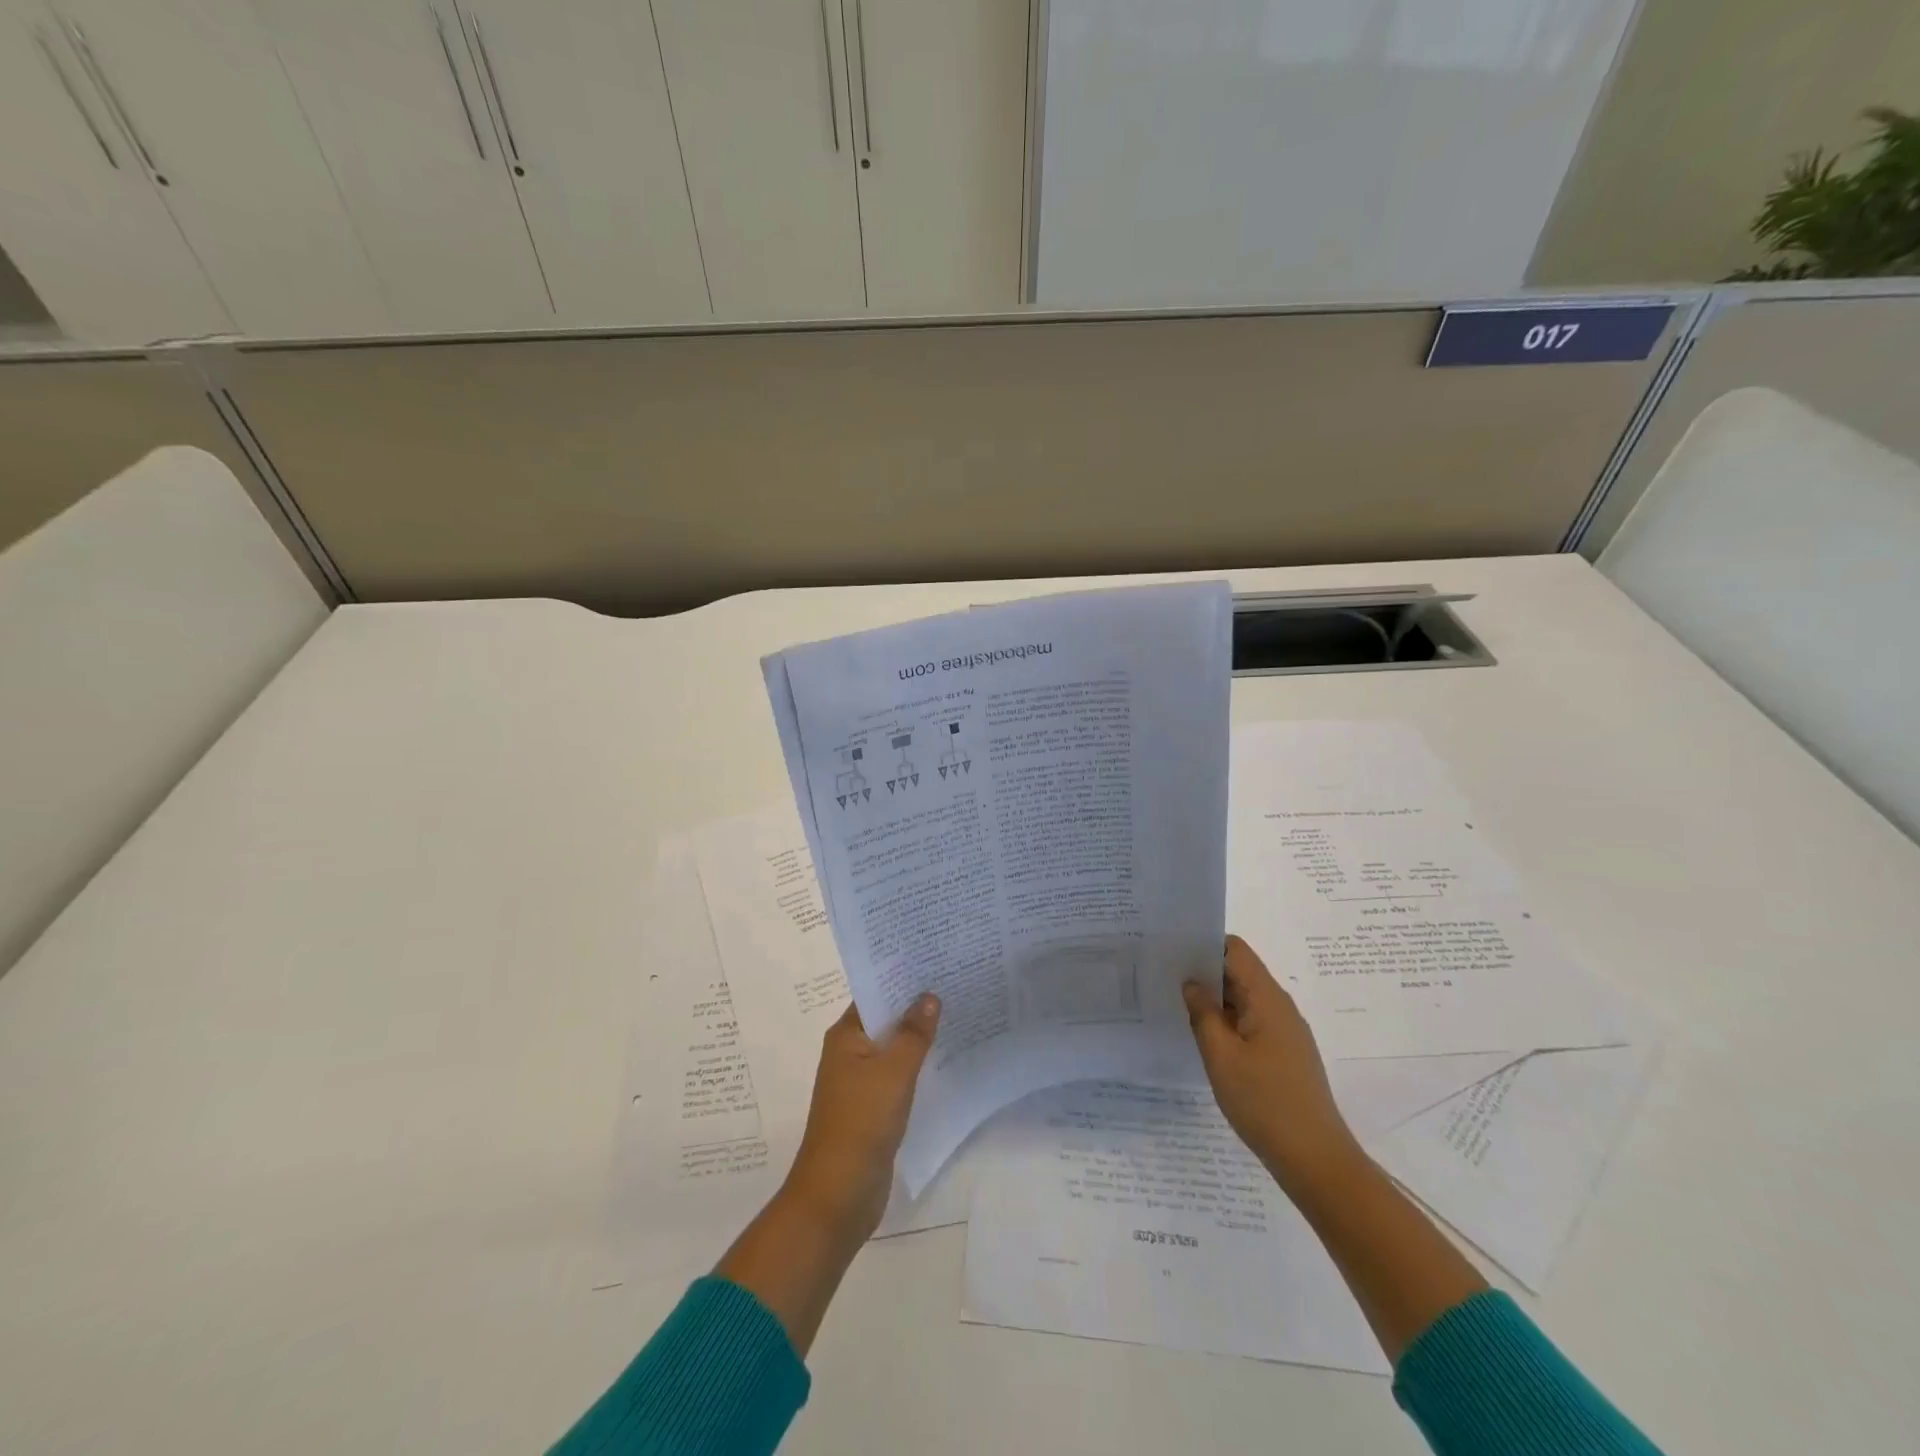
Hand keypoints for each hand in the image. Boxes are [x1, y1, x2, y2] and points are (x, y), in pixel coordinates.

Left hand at [782, 994, 940, 1241]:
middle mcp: (849, 1053)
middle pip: (886, 1020)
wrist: (839, 1194)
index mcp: (845, 1036)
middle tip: (956, 984)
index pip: (875, 994)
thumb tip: (929, 995)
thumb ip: (914, 1033)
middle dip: (916, 1007)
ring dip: (919, 1038)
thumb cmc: (861, 1121)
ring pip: (894, 1049)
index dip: (902, 979)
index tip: (935, 962)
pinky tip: (947, 1060)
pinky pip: (898, 1076)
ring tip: (959, 1015)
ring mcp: (860, 1082)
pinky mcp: (873, 1109)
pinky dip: (918, 1067)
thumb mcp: (894, 1071)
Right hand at [1183, 935, 1359, 1190]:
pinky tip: (1204, 1039)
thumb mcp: (1221, 1056)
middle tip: (1164, 978)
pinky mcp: (1285, 1054)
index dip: (1204, 944)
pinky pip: (1251, 1023)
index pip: (1235, 949)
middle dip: (1204, 972)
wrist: (1316, 1160)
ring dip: (1214, 1000)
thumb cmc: (1264, 1103)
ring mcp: (1285, 1032)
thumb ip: (1203, 1013)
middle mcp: (1280, 1007)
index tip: (1172, 950)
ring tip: (1177, 1006)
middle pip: (1239, 972)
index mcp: (1267, 998)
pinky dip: (1227, 1022)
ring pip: (1244, 1000)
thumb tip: (1191, 983)